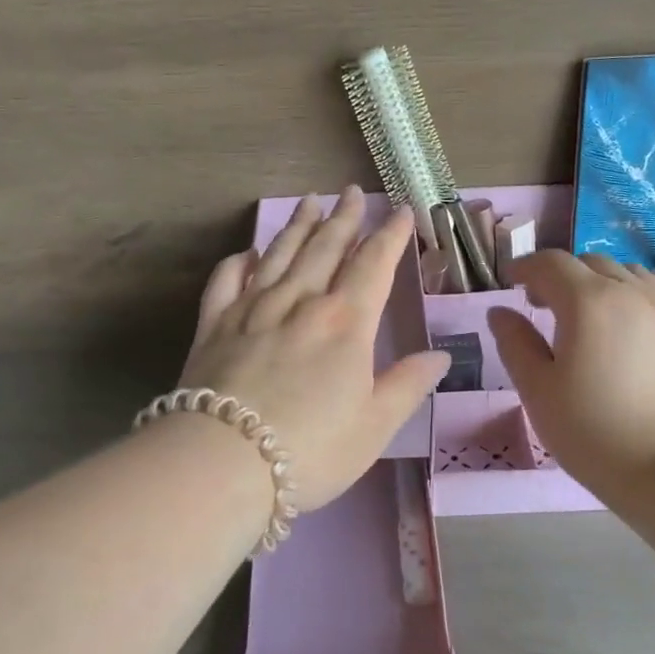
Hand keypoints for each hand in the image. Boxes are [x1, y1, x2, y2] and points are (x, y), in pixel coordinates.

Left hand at [180, 186, 450, 511]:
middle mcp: (301, 302)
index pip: (374, 265)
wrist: (222, 461)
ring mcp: (252, 308)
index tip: (401, 211)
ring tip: (311, 201)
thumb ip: (407, 386)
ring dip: (299, 225)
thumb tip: (440, 356)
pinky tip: (248, 253)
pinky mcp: (213, 324)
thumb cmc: (310, 450)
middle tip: (353, 192)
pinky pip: (227, 279)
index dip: (391, 235)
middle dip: (344, 218)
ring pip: (280, 253)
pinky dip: (240, 261)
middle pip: (326, 248)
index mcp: (346, 323)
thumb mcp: (375, 426)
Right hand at [487, 251, 654, 497]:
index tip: (512, 283)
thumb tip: (500, 311)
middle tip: (544, 306)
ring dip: (603, 281)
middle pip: (590, 263)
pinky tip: (648, 300)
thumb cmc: (592, 431)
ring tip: (590, 311)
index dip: (526, 267)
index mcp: (586, 301)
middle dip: (562, 276)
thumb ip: (515, 343)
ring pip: (632, 273)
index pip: (550, 263)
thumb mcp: (537, 390)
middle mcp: (631, 291)